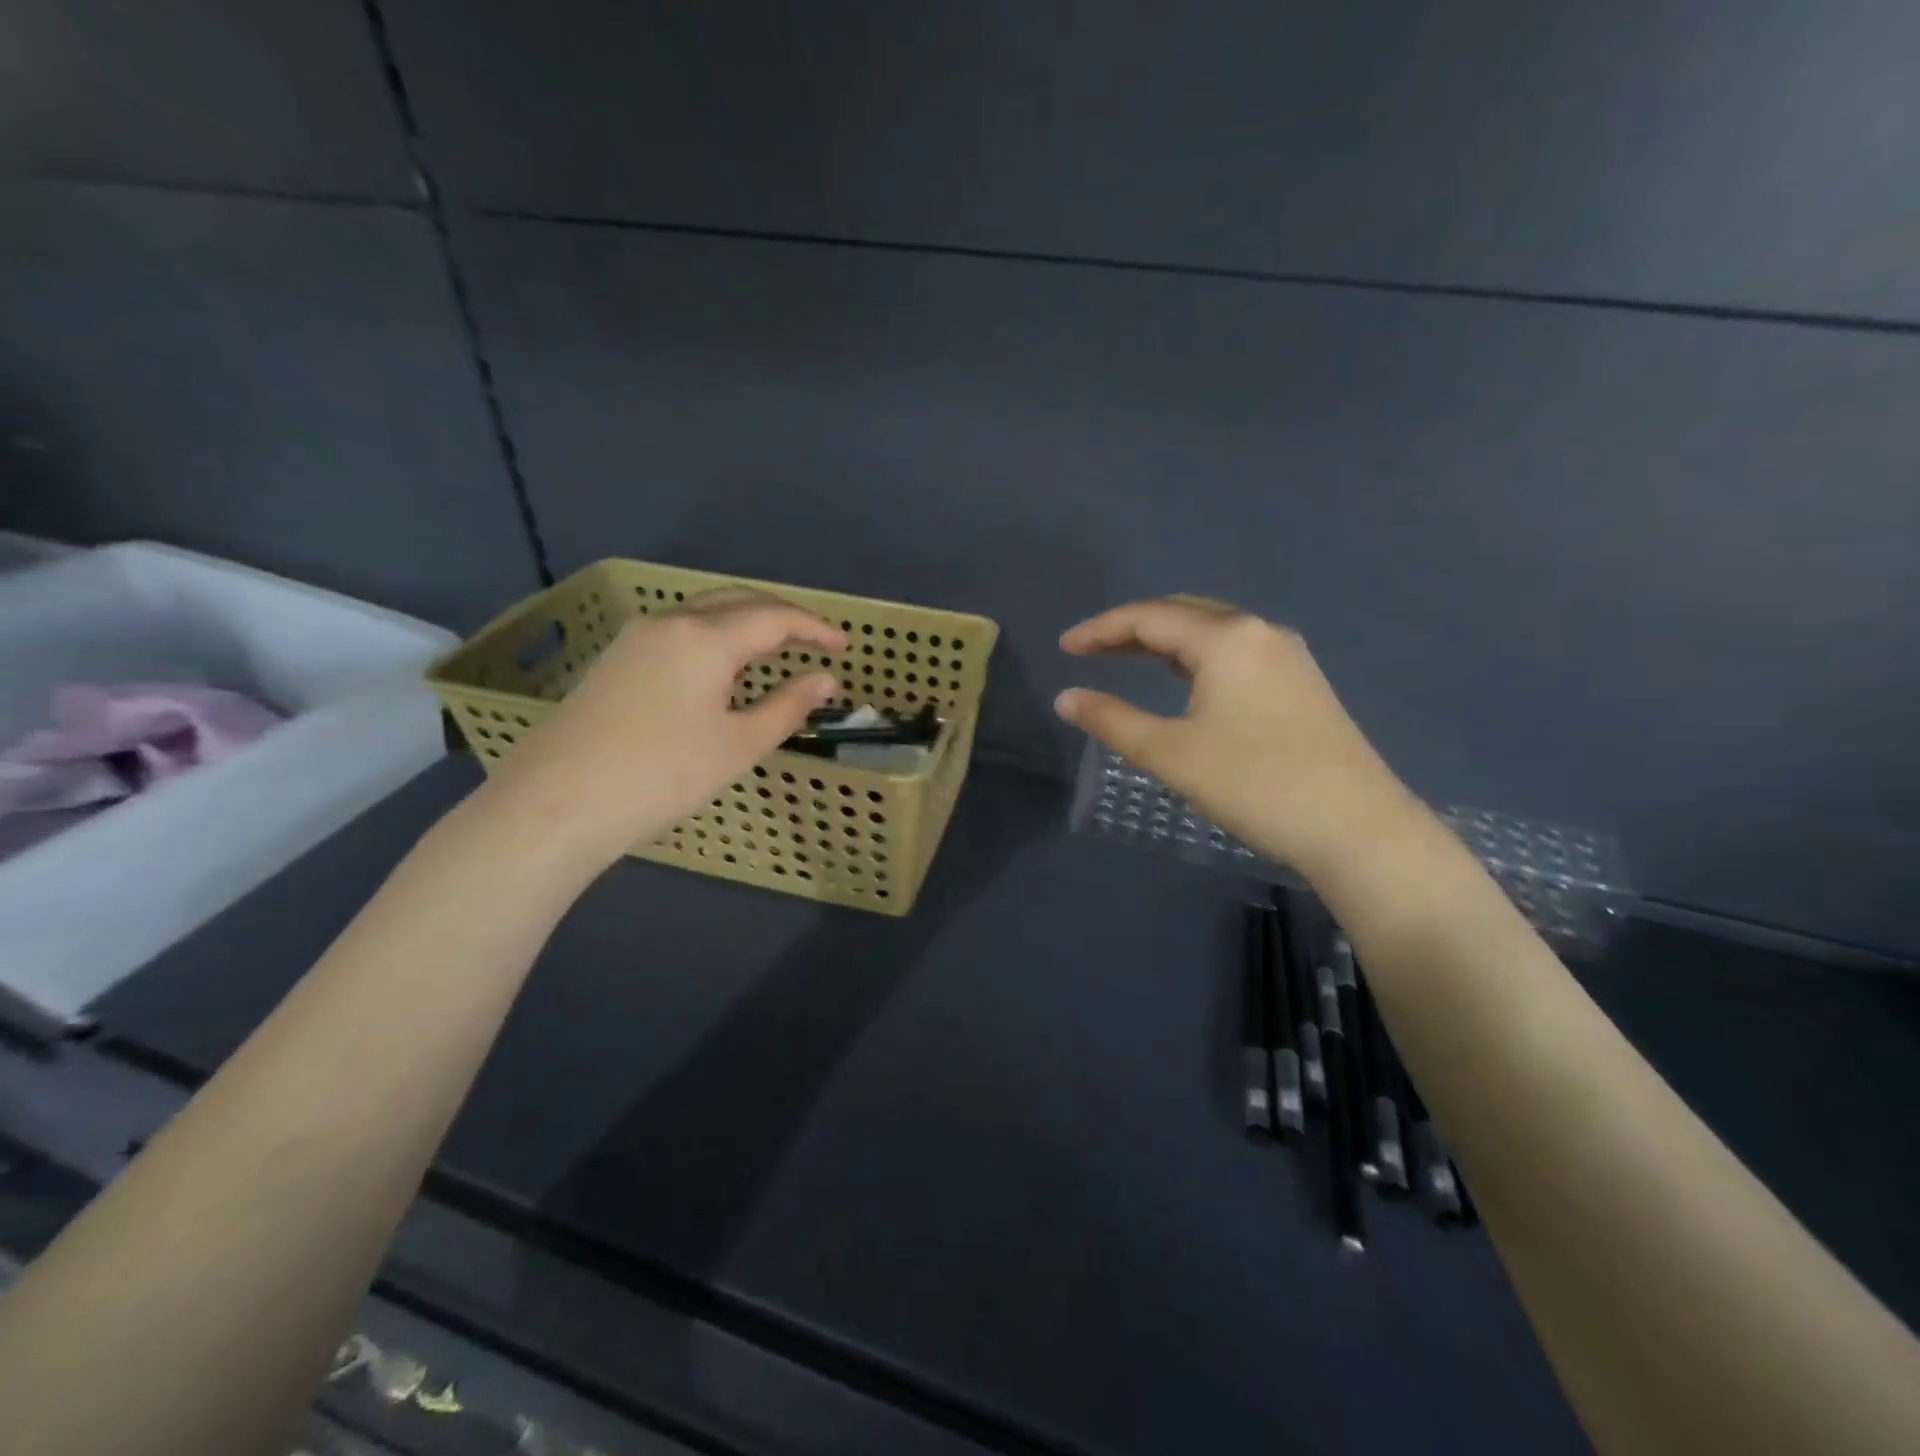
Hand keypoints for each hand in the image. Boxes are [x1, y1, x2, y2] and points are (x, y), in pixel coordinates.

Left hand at [478, 590, 847, 871]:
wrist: (556, 804)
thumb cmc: (661, 776)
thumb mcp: (738, 746)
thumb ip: (788, 707)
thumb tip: (825, 680)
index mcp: (705, 638)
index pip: (774, 617)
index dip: (815, 629)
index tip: (846, 646)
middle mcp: (669, 622)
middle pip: (738, 601)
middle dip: (782, 616)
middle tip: (816, 641)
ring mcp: (636, 638)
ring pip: (705, 612)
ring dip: (747, 623)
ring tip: (777, 651)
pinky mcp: (616, 659)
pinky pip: (680, 631)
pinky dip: (716, 637)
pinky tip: (723, 668)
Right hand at [1054, 596, 1419, 876]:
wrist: (1356, 828)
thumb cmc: (1254, 784)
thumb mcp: (1170, 753)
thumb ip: (1112, 720)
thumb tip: (1066, 698)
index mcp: (1227, 638)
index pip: (1149, 616)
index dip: (1100, 629)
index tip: (1064, 648)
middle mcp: (1260, 632)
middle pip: (1183, 613)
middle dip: (1132, 628)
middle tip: (1091, 652)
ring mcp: (1287, 655)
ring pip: (1212, 632)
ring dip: (1165, 642)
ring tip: (1127, 661)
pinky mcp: (1301, 682)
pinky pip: (1235, 652)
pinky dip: (1196, 657)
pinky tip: (1184, 681)